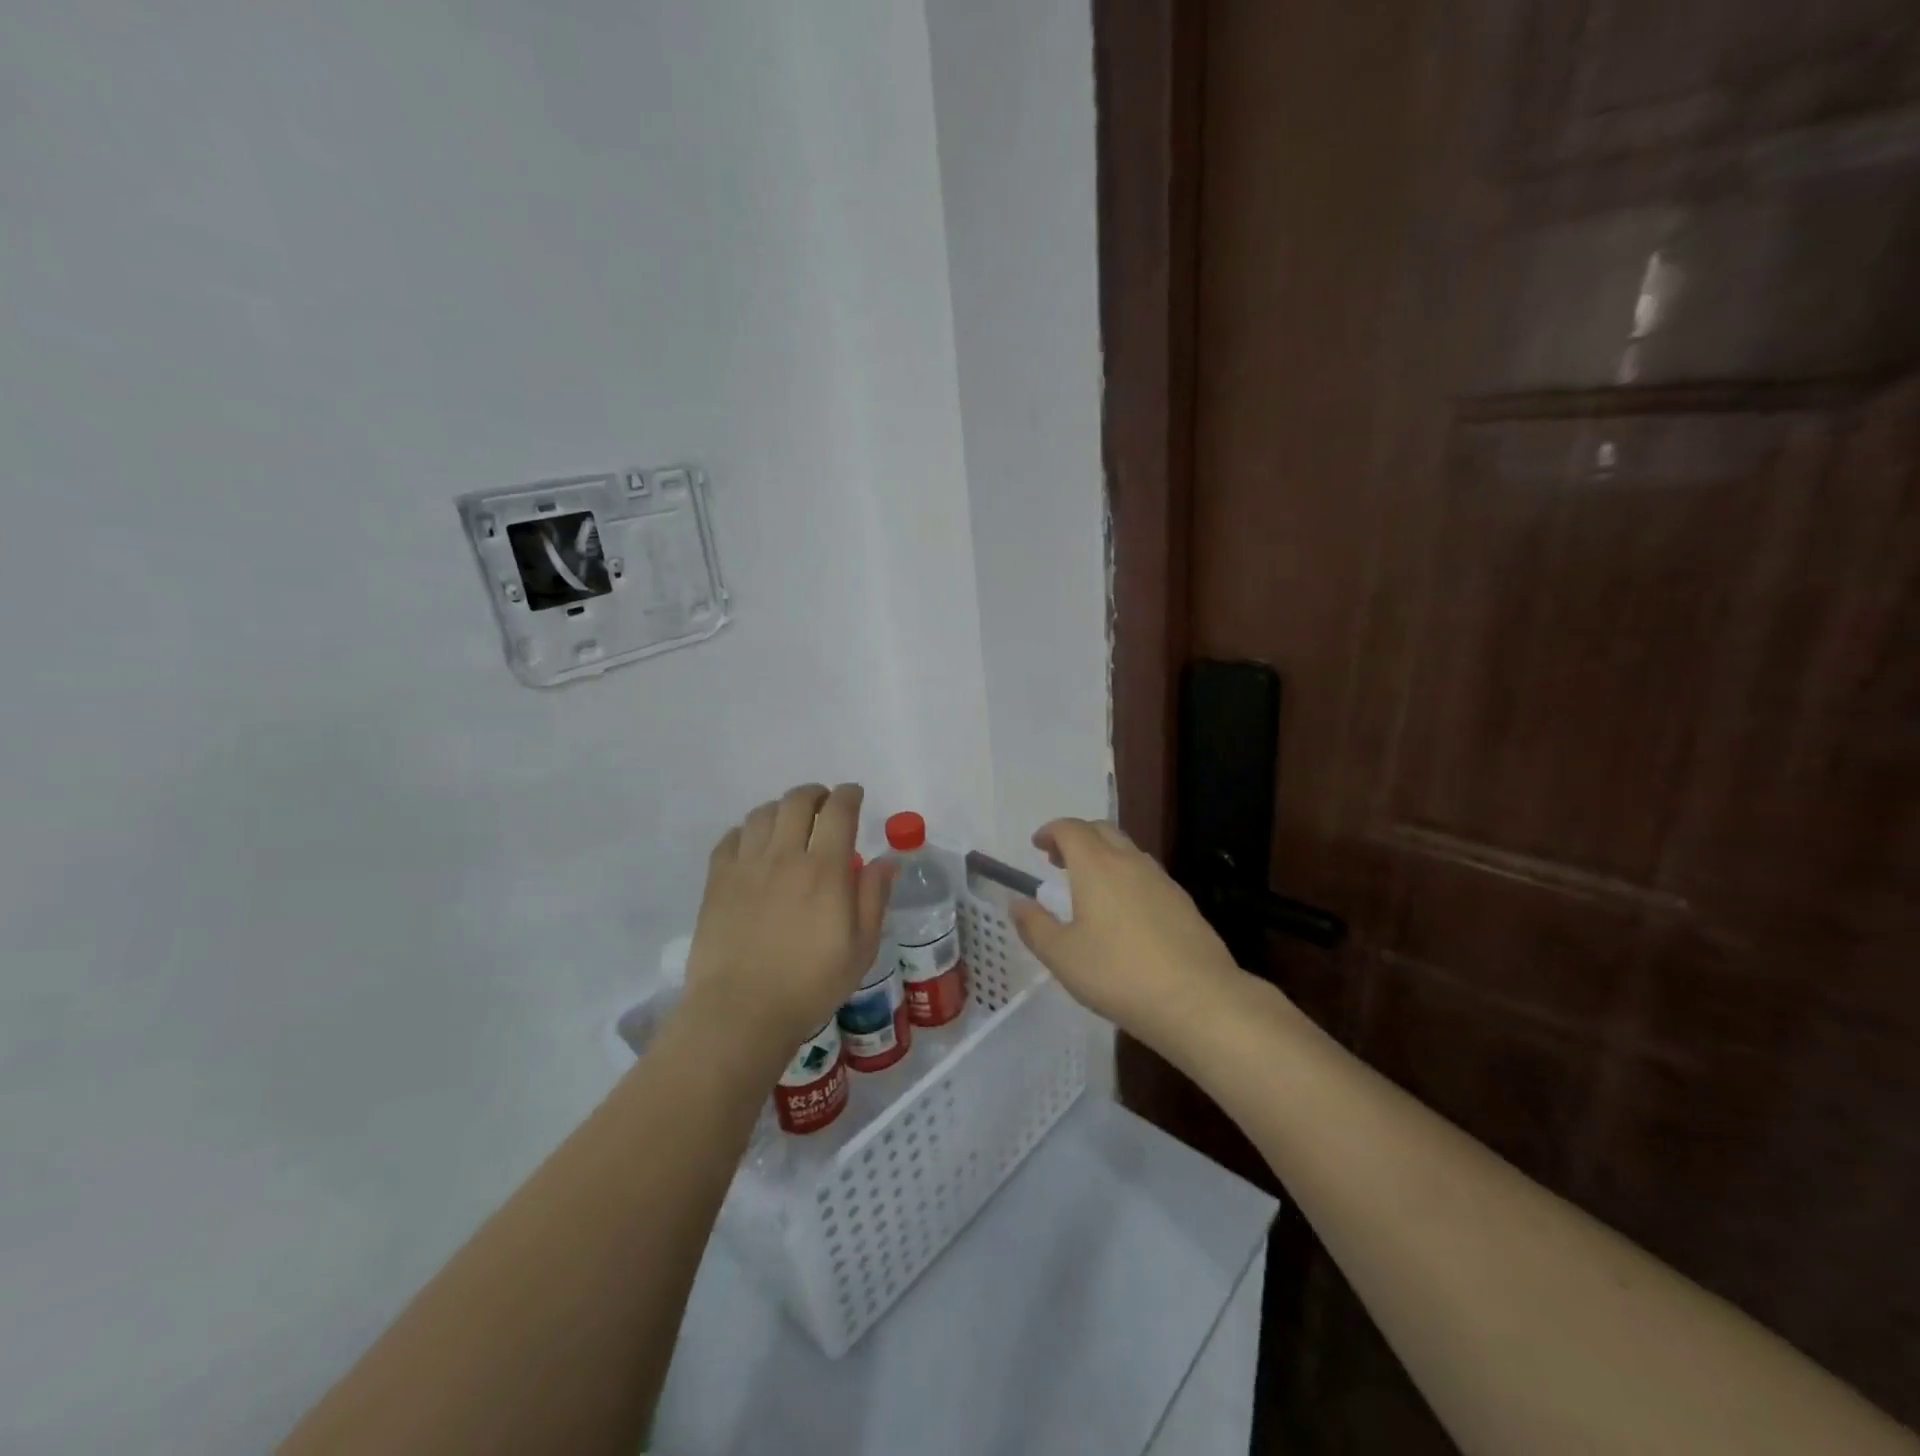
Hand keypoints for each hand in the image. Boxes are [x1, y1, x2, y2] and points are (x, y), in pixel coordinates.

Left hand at [683, 783, 894, 1059]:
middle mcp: (785, 856)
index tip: (854, 795)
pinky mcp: (717, 881)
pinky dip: (747, 831)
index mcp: (825, 869)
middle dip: (816, 794)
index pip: (839, 811)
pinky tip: (753, 844)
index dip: (849, 795)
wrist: (741, 1012)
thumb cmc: (810, 984)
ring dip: (781, 808)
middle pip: (798, 801)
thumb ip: (874, 898)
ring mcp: (746, 866)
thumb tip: (885, 860)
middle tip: (824, 804)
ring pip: (762, 813)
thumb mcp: (862, 948)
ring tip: (789, 822)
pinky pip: (731, 838)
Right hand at [1011, 819, 1246, 1047]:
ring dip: (1103, 855)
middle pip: (1101, 830)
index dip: (1051, 831)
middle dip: (1077, 837)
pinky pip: (1147, 874)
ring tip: (1089, 885)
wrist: (1197, 999)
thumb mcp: (1062, 956)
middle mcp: (1129, 862)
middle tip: (1059, 860)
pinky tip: (1124, 911)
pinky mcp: (1183, 902)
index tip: (1038, 845)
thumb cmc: (1118, 974)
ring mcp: (1161, 880)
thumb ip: (1035, 926)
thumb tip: (1017, 903)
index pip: (1070, 829)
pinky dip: (1126, 877)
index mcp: (1096, 866)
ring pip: (1127, 851)